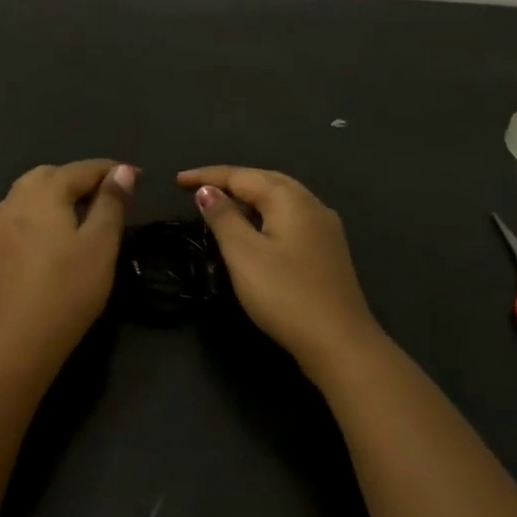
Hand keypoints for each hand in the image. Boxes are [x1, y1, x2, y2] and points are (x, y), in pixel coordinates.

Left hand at [0, 159, 135, 368]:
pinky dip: (42, 212)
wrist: (18, 339)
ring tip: (85, 212)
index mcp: (43, 193)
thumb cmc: (68, 289)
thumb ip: (111, 203)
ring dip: (59, 193)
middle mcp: (15, 200)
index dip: (112, 170)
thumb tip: (121, 170)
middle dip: (81, 178)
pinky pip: (21, 215)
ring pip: (31, 193)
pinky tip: (56, 235)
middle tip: (110, 194)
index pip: (82, 169)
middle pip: (51, 175)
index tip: (138, 177)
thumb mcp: (101, 244)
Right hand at [178, 166, 383, 376]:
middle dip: (231, 181)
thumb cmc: (285, 295)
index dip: (207, 176)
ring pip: (281, 198)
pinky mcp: (328, 250)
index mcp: (289, 199)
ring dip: (249, 196)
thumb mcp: (243, 254)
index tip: (178, 181)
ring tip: (222, 205)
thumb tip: (208, 191)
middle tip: (199, 189)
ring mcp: (325, 227)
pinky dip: (265, 214)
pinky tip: (256, 230)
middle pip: (265, 180)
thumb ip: (223, 218)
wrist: (339, 341)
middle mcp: (311, 204)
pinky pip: (291, 217)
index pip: (241, 175)